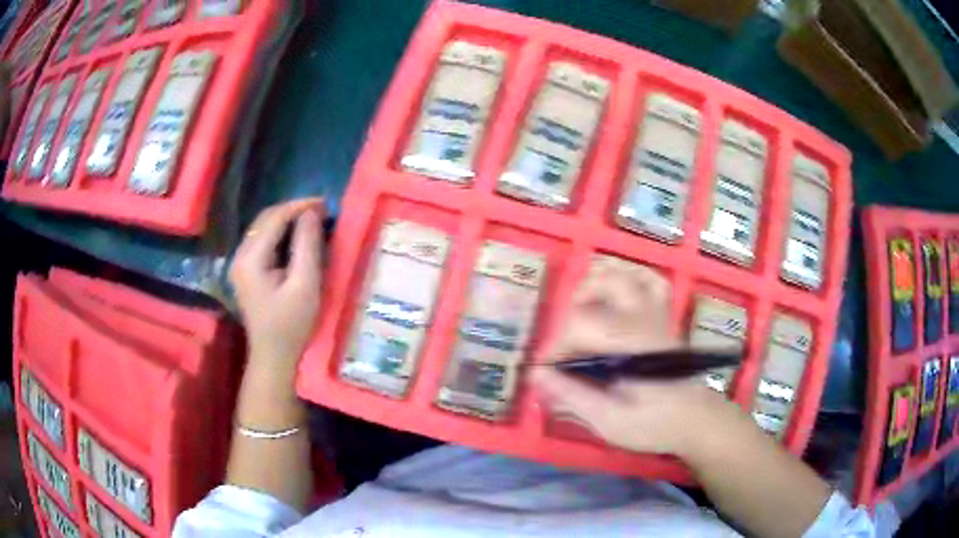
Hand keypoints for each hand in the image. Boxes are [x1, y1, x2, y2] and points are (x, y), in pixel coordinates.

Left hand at [230, 199, 323, 375]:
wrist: (274, 357)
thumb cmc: (292, 325)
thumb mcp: (305, 284)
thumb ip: (307, 245)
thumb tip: (311, 213)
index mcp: (250, 259)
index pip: (274, 218)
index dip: (299, 206)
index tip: (325, 204)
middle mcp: (240, 256)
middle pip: (265, 219)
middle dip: (293, 210)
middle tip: (321, 211)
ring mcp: (240, 264)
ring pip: (263, 228)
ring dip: (287, 221)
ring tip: (313, 222)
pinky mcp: (246, 271)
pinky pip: (263, 241)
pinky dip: (281, 234)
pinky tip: (297, 238)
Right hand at [533, 256, 738, 455]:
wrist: (698, 421)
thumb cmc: (655, 425)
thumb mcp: (610, 421)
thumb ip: (573, 396)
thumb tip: (537, 376)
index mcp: (631, 344)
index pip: (581, 326)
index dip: (555, 347)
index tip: (546, 373)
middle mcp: (644, 319)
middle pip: (605, 283)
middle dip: (574, 307)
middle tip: (567, 342)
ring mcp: (657, 314)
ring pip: (627, 273)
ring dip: (599, 282)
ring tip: (583, 310)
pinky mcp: (663, 318)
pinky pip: (650, 281)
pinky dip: (628, 277)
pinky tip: (615, 294)